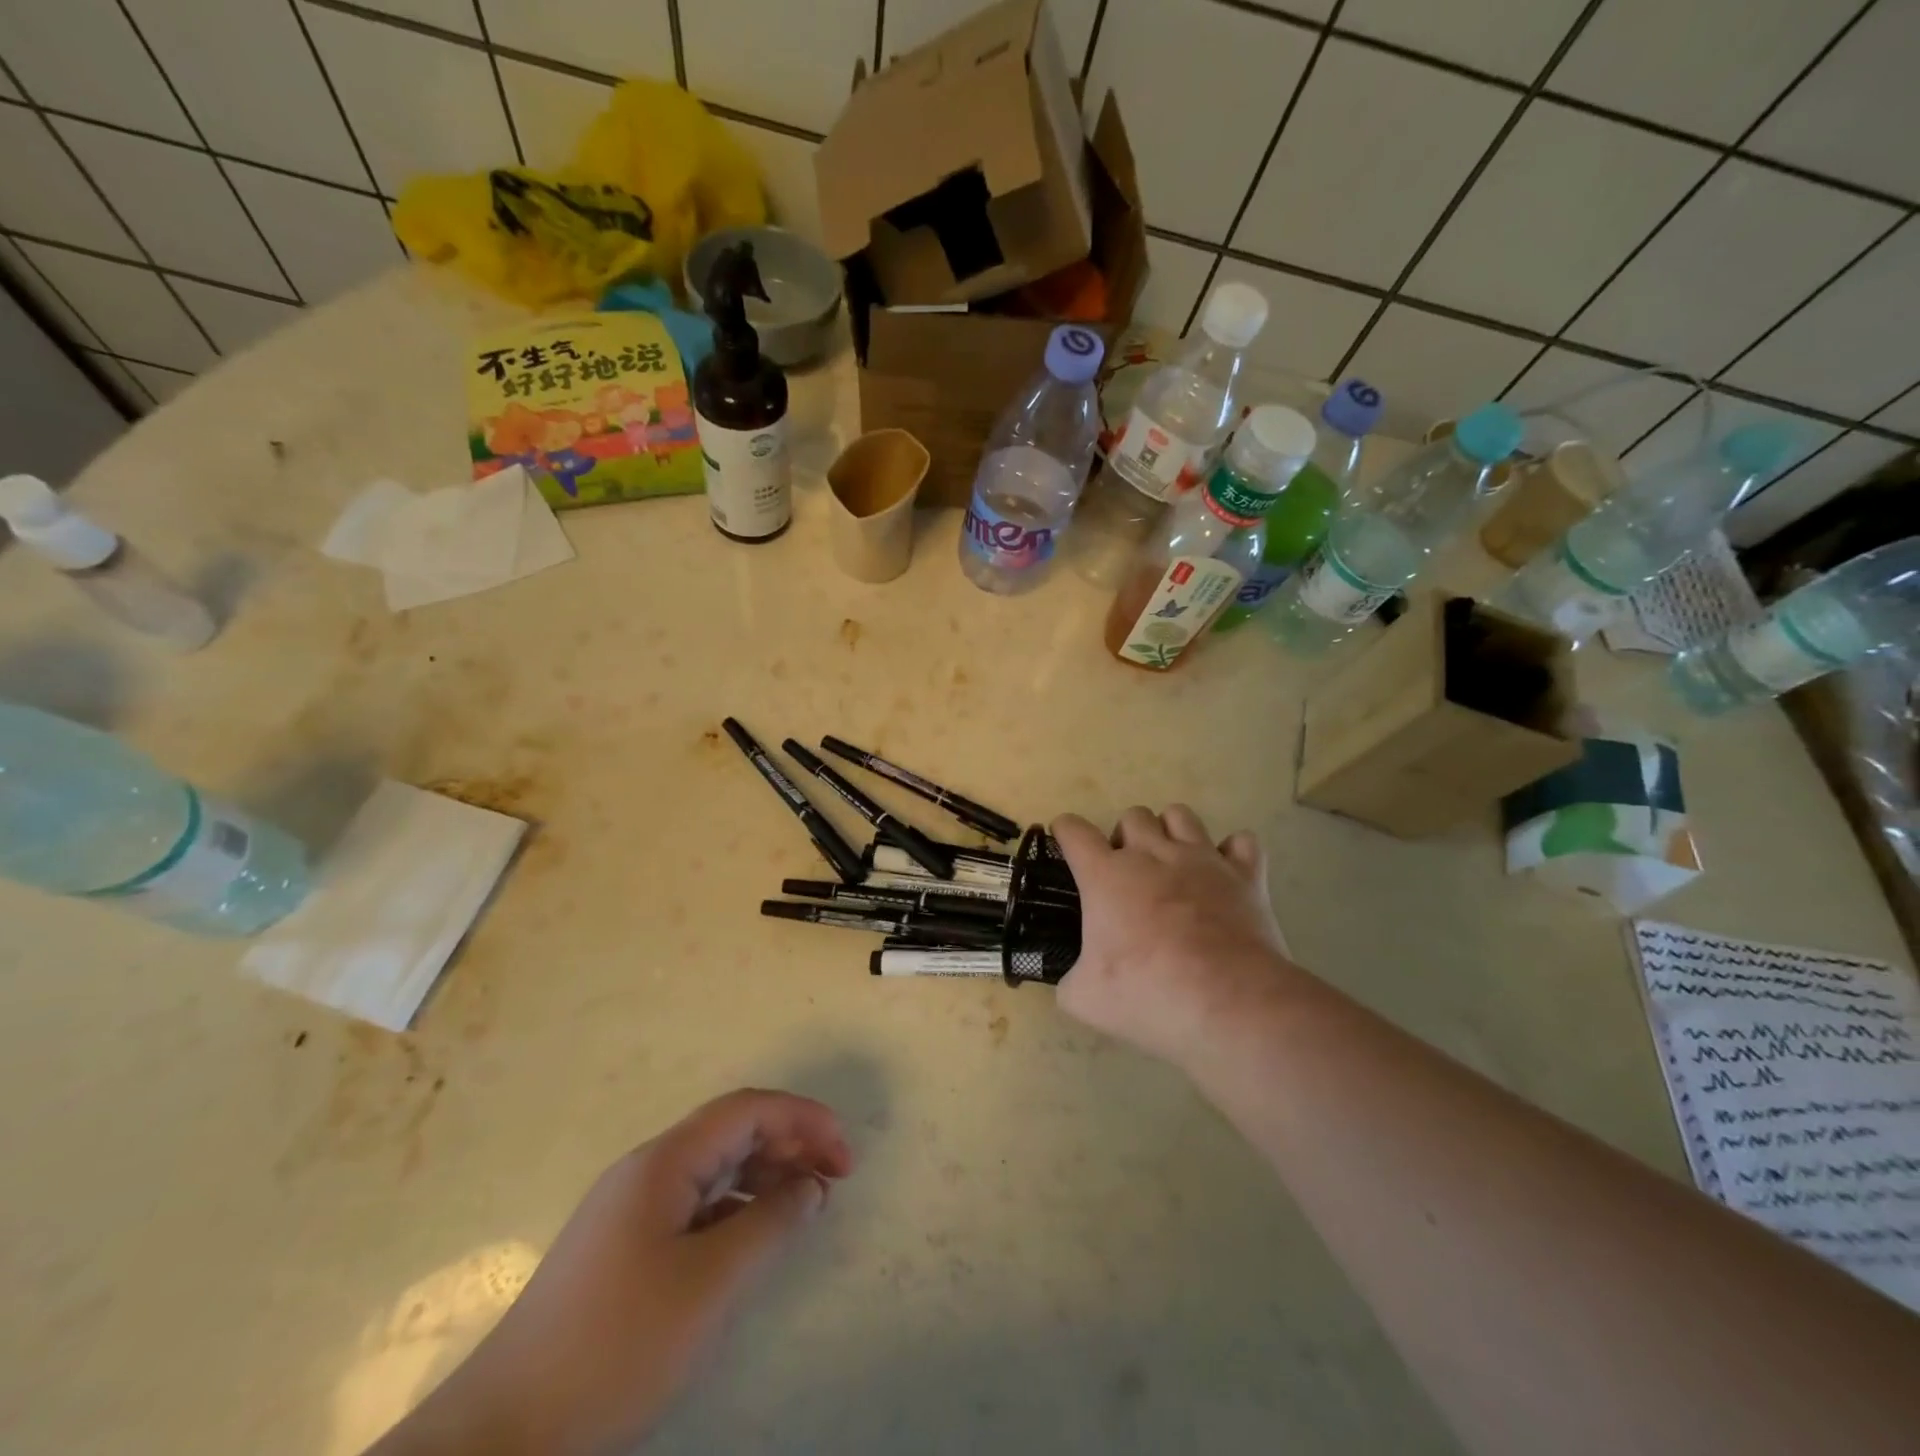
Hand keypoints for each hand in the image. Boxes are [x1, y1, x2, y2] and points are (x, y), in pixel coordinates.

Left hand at [373, 1089, 853, 1455]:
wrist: (502, 1438)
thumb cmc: (616, 1347)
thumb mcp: (709, 1286)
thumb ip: (770, 1225)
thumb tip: (811, 1186)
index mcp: (664, 1161)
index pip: (747, 1110)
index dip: (803, 1118)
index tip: (845, 1153)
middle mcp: (647, 1169)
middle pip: (732, 1130)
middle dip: (790, 1141)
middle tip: (836, 1178)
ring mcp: (630, 1208)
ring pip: (714, 1166)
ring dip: (766, 1173)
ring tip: (805, 1204)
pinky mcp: (623, 1246)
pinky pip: (695, 1202)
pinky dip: (736, 1206)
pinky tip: (754, 1235)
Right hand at [1052, 805, 1296, 1067]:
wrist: (1230, 1004)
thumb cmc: (1149, 995)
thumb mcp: (1085, 999)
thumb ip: (1070, 980)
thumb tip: (1074, 980)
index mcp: (1106, 875)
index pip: (1074, 830)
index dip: (1065, 832)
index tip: (1066, 843)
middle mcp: (1152, 854)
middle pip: (1133, 815)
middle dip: (1125, 837)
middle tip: (1127, 873)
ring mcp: (1202, 859)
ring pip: (1181, 815)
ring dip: (1171, 832)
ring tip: (1172, 864)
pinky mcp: (1245, 875)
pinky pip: (1242, 843)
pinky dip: (1232, 853)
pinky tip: (1224, 876)